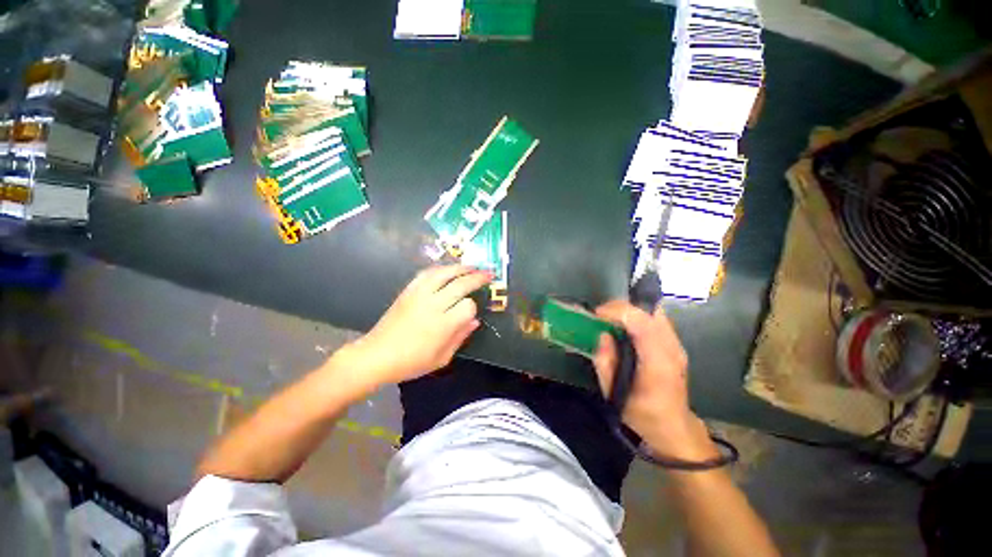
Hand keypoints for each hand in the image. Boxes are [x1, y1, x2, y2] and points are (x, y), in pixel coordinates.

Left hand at [338, 265, 491, 387]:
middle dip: (477, 277)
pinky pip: (426, 273)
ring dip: (460, 268)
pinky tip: (448, 269)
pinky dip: (440, 269)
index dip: (473, 307)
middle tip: (489, 273)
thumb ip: (460, 337)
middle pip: (460, 284)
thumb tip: (475, 321)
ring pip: (444, 273)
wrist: (376, 355)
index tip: (472, 312)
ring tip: (472, 266)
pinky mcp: (408, 291)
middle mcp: (433, 305)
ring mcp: (419, 295)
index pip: (467, 306)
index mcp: (443, 325)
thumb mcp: (442, 358)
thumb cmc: (411, 362)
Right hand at [593, 300, 715, 459]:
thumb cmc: (642, 415)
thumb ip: (605, 363)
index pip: (641, 322)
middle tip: (602, 316)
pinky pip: (655, 319)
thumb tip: (602, 335)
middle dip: (622, 307)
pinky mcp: (675, 344)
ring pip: (654, 311)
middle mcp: (672, 348)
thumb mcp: (614, 394)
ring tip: (611, 321)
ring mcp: (677, 345)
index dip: (617, 311)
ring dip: (630, 311)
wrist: (673, 428)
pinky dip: (637, 317)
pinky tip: (625, 329)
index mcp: (658, 363)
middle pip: (650, 310)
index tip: (597, 315)